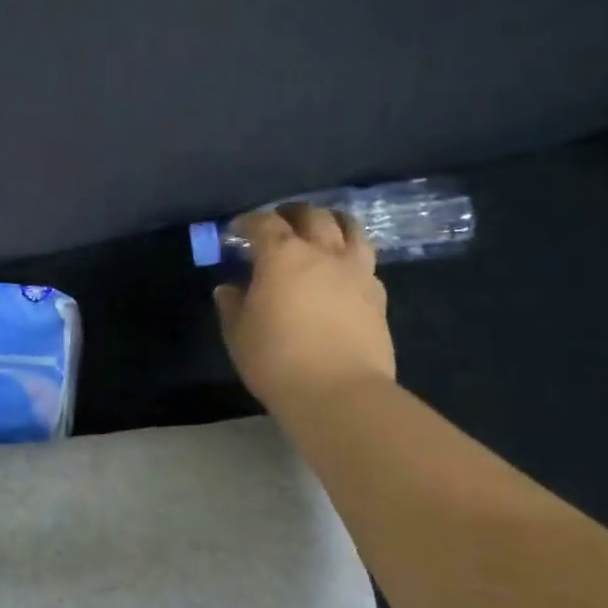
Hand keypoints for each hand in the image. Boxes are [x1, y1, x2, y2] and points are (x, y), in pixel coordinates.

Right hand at [213, 204, 394, 409]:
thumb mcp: (239, 333)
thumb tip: (229, 289)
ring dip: (331, 222)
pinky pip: (365, 260)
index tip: (236, 230)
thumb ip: (232, 305)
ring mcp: (356, 272)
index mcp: (282, 256)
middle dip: (291, 213)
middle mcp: (323, 253)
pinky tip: (341, 270)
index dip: (248, 222)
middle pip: (312, 216)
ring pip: (350, 228)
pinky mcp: (378, 295)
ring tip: (320, 231)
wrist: (340, 393)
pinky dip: (350, 255)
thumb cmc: (277, 359)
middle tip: (278, 223)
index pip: (264, 223)